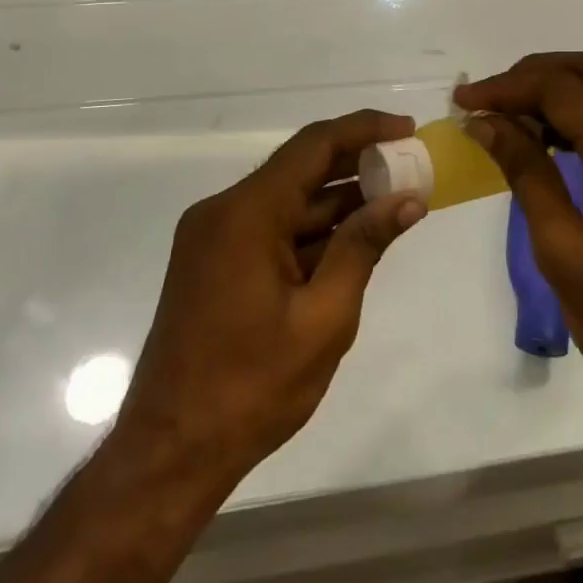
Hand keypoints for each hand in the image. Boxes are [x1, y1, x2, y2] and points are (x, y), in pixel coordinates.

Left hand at [107, 110, 426, 487]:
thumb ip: (363, 248)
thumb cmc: (251, 389)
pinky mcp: (216, 260)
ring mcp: (216, 236)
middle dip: (358, 164)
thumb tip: (408, 199)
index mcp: (246, 214)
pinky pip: (272, 226)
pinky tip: (354, 235)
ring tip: (395, 198)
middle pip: (300, 167)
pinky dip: (313, 228)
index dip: (364, 130)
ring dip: (338, 199)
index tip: (408, 129)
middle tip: (411, 166)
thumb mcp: (323, 318)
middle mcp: (225, 211)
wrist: (170, 453)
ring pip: (288, 199)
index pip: (314, 146)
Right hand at [456, 53, 582, 432]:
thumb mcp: (564, 251)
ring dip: (560, 91)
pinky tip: (550, 141)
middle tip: (488, 100)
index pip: (564, 88)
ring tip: (510, 118)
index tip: (462, 101)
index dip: (508, 87)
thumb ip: (526, 173)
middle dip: (535, 75)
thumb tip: (486, 122)